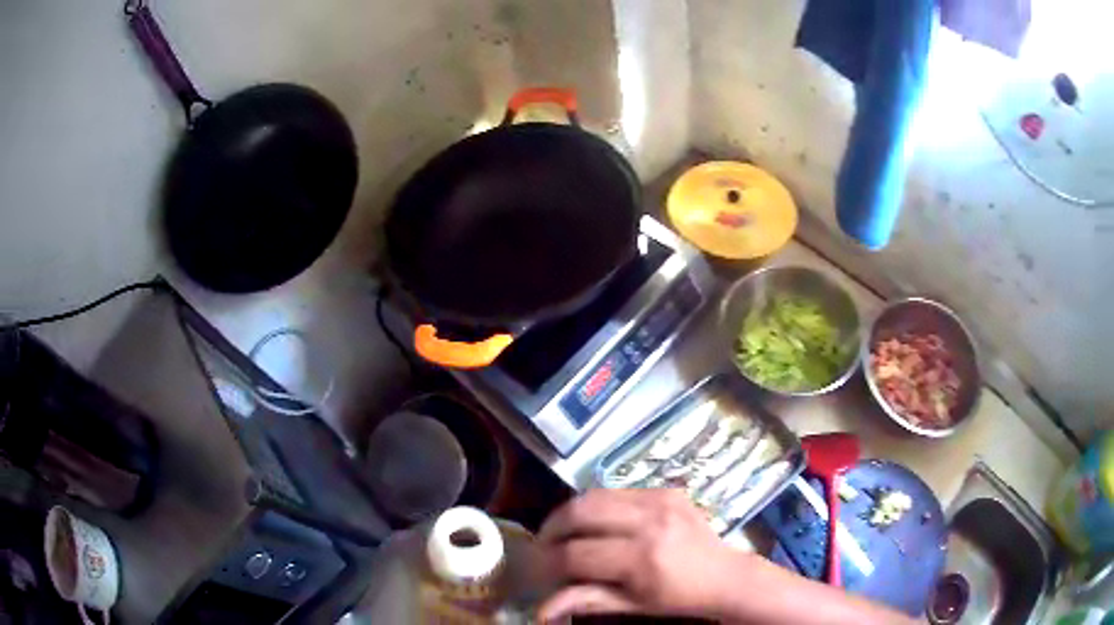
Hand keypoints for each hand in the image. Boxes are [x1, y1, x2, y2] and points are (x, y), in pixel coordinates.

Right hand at [536, 489, 742, 621]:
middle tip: (542, 545)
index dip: (548, 563)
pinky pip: (616, 490)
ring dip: (569, 513)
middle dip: (551, 529)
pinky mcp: (666, 489)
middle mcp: (648, 522)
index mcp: (642, 559)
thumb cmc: (678, 598)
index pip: (576, 555)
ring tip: (561, 532)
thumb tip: (540, 610)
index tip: (537, 571)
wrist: (726, 575)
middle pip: (579, 513)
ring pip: (593, 495)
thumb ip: (587, 601)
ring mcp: (659, 500)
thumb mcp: (633, 605)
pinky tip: (594, 522)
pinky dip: (596, 505)